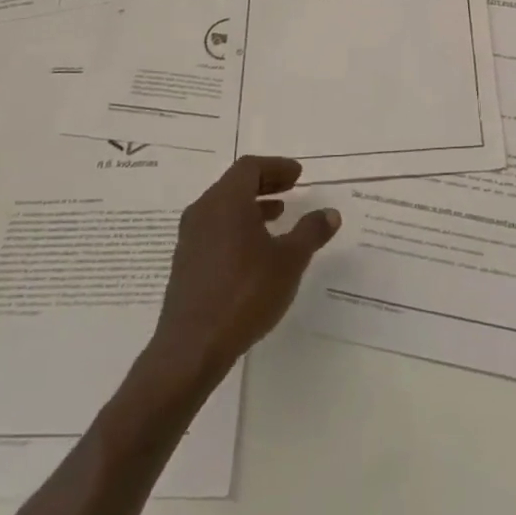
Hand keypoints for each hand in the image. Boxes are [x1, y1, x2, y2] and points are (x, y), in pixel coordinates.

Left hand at [148, 156, 339, 383]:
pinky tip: (255, 250)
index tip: (298, 175)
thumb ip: (311, 232)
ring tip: (277, 217)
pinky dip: (237, 226)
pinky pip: (214, 229)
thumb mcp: (289, 261)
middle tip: (291, 188)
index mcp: (226, 202)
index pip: (250, 167)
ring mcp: (190, 238)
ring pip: (223, 208)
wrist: (192, 347)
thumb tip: (330, 213)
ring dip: (251, 206)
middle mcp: (203, 212)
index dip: (276, 167)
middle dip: (265, 183)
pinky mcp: (185, 263)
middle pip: (235, 184)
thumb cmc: (245, 293)